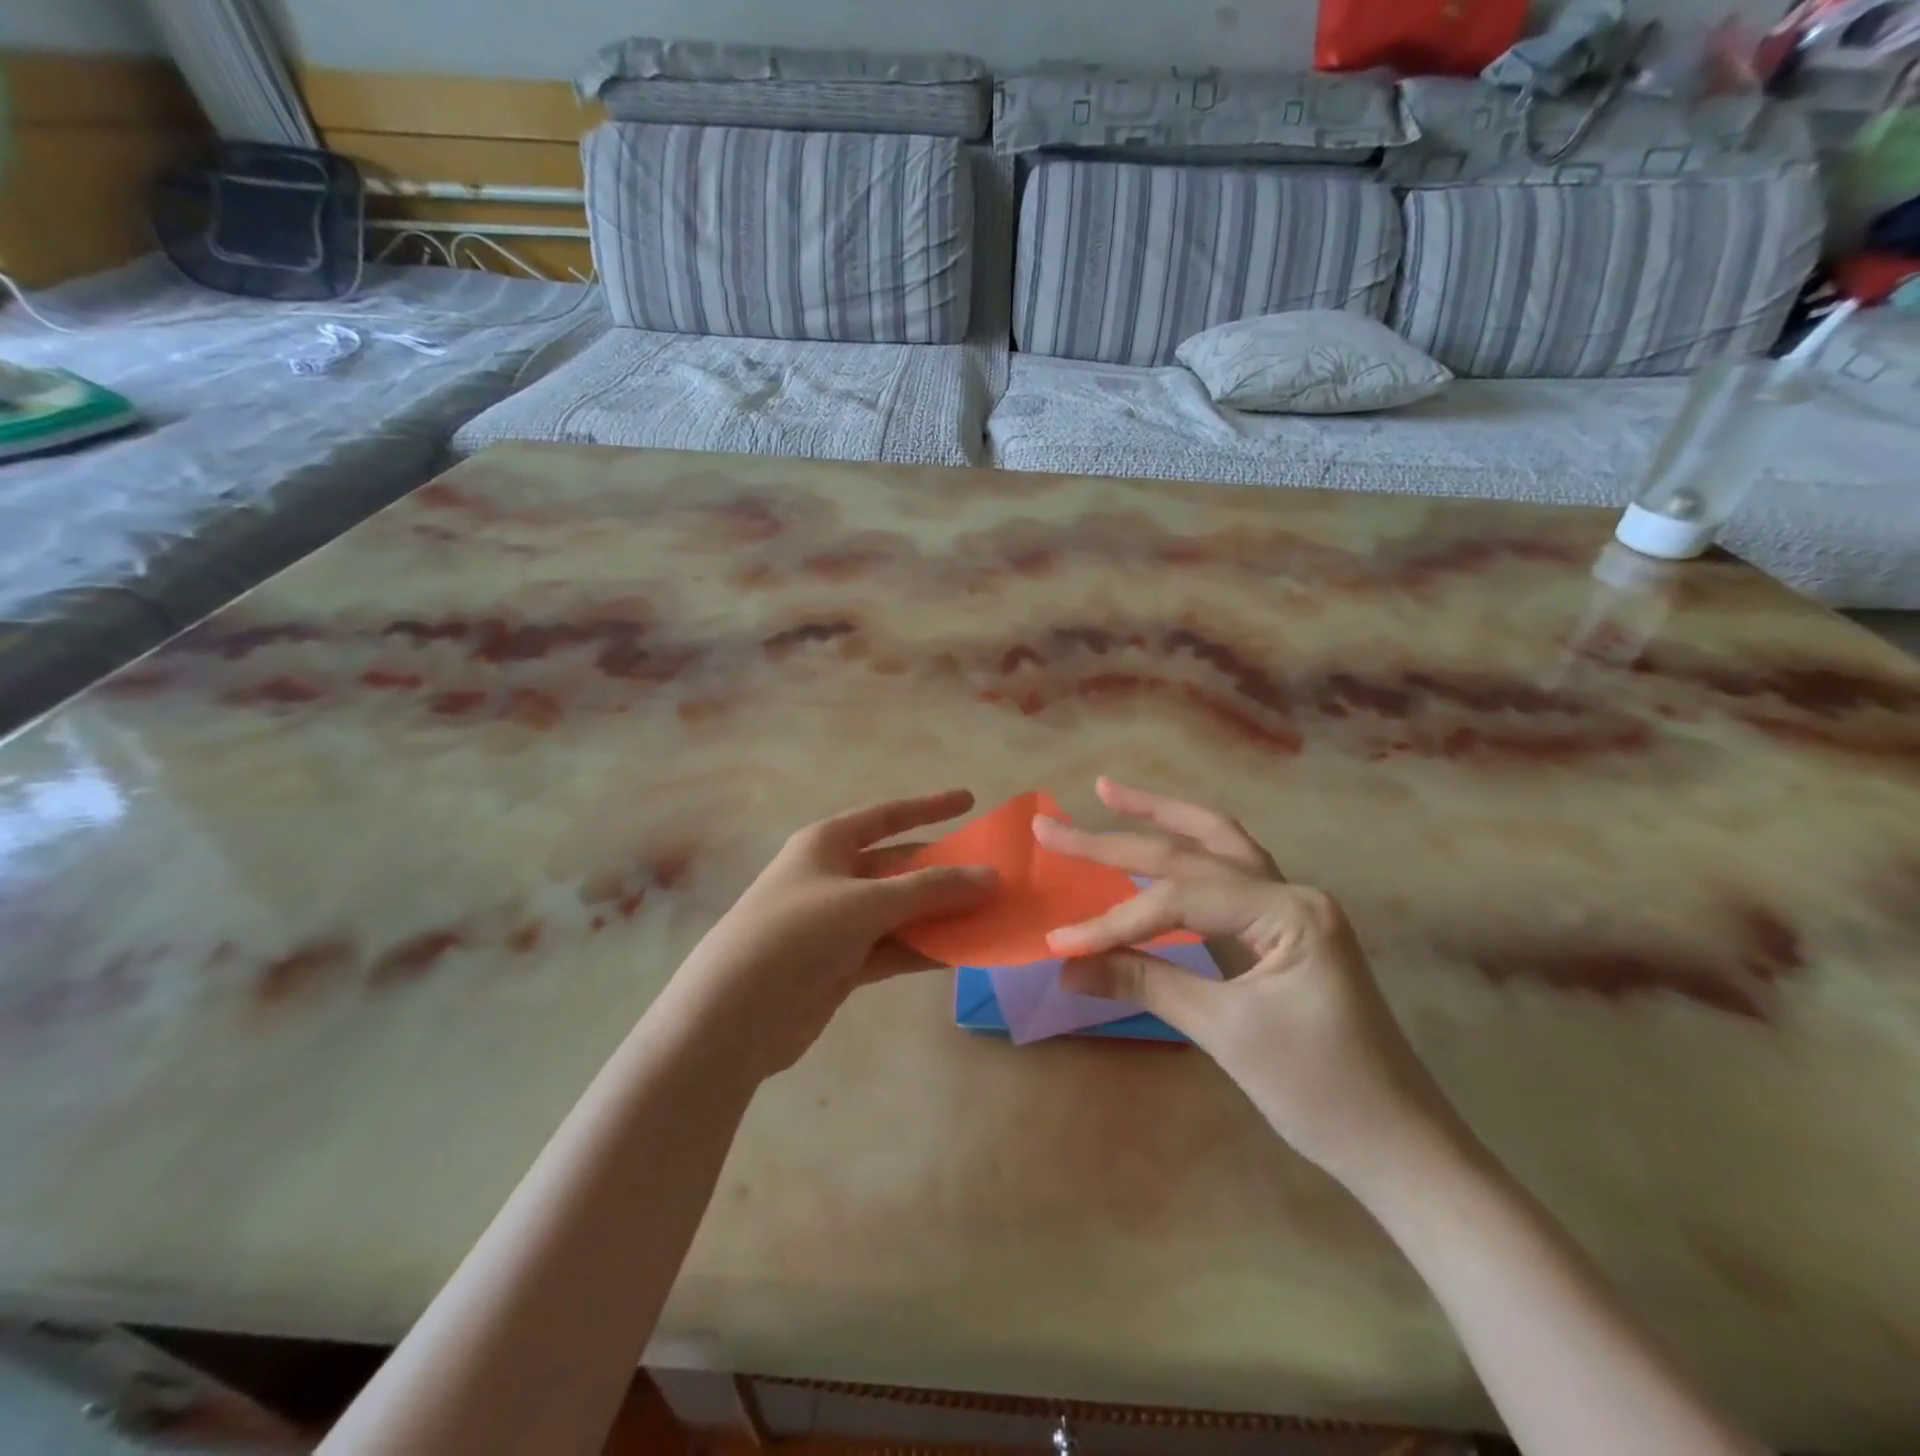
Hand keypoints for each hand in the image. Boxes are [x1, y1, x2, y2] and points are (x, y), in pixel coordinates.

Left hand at [669, 790, 994, 1080]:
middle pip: (900, 866)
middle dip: (945, 870)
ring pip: (901, 910)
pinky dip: (925, 948)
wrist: (735, 1013)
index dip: (929, 806)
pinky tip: (962, 952)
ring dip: (941, 914)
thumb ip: (931, 889)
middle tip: (996, 874)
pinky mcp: (842, 964)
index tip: (970, 801)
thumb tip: (991, 876)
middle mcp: (834, 877)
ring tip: (993, 915)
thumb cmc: (797, 932)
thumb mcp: (867, 902)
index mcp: (828, 844)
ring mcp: (838, 922)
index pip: (888, 816)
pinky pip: (894, 947)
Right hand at [1039, 778, 1464, 1194]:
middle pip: (1191, 853)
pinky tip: (1156, 842)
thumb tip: (1066, 965)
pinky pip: (1223, 878)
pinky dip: (1182, 856)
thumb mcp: (1226, 1034)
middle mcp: (1291, 891)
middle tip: (1052, 826)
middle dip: (1118, 840)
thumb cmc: (1322, 1093)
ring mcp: (1289, 908)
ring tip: (1110, 793)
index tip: (1060, 944)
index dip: (1114, 921)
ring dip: (1161, 818)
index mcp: (1290, 909)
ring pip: (1215, 845)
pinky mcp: (1279, 930)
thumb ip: (1145, 983)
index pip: (1180, 898)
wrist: (1400, 1146)